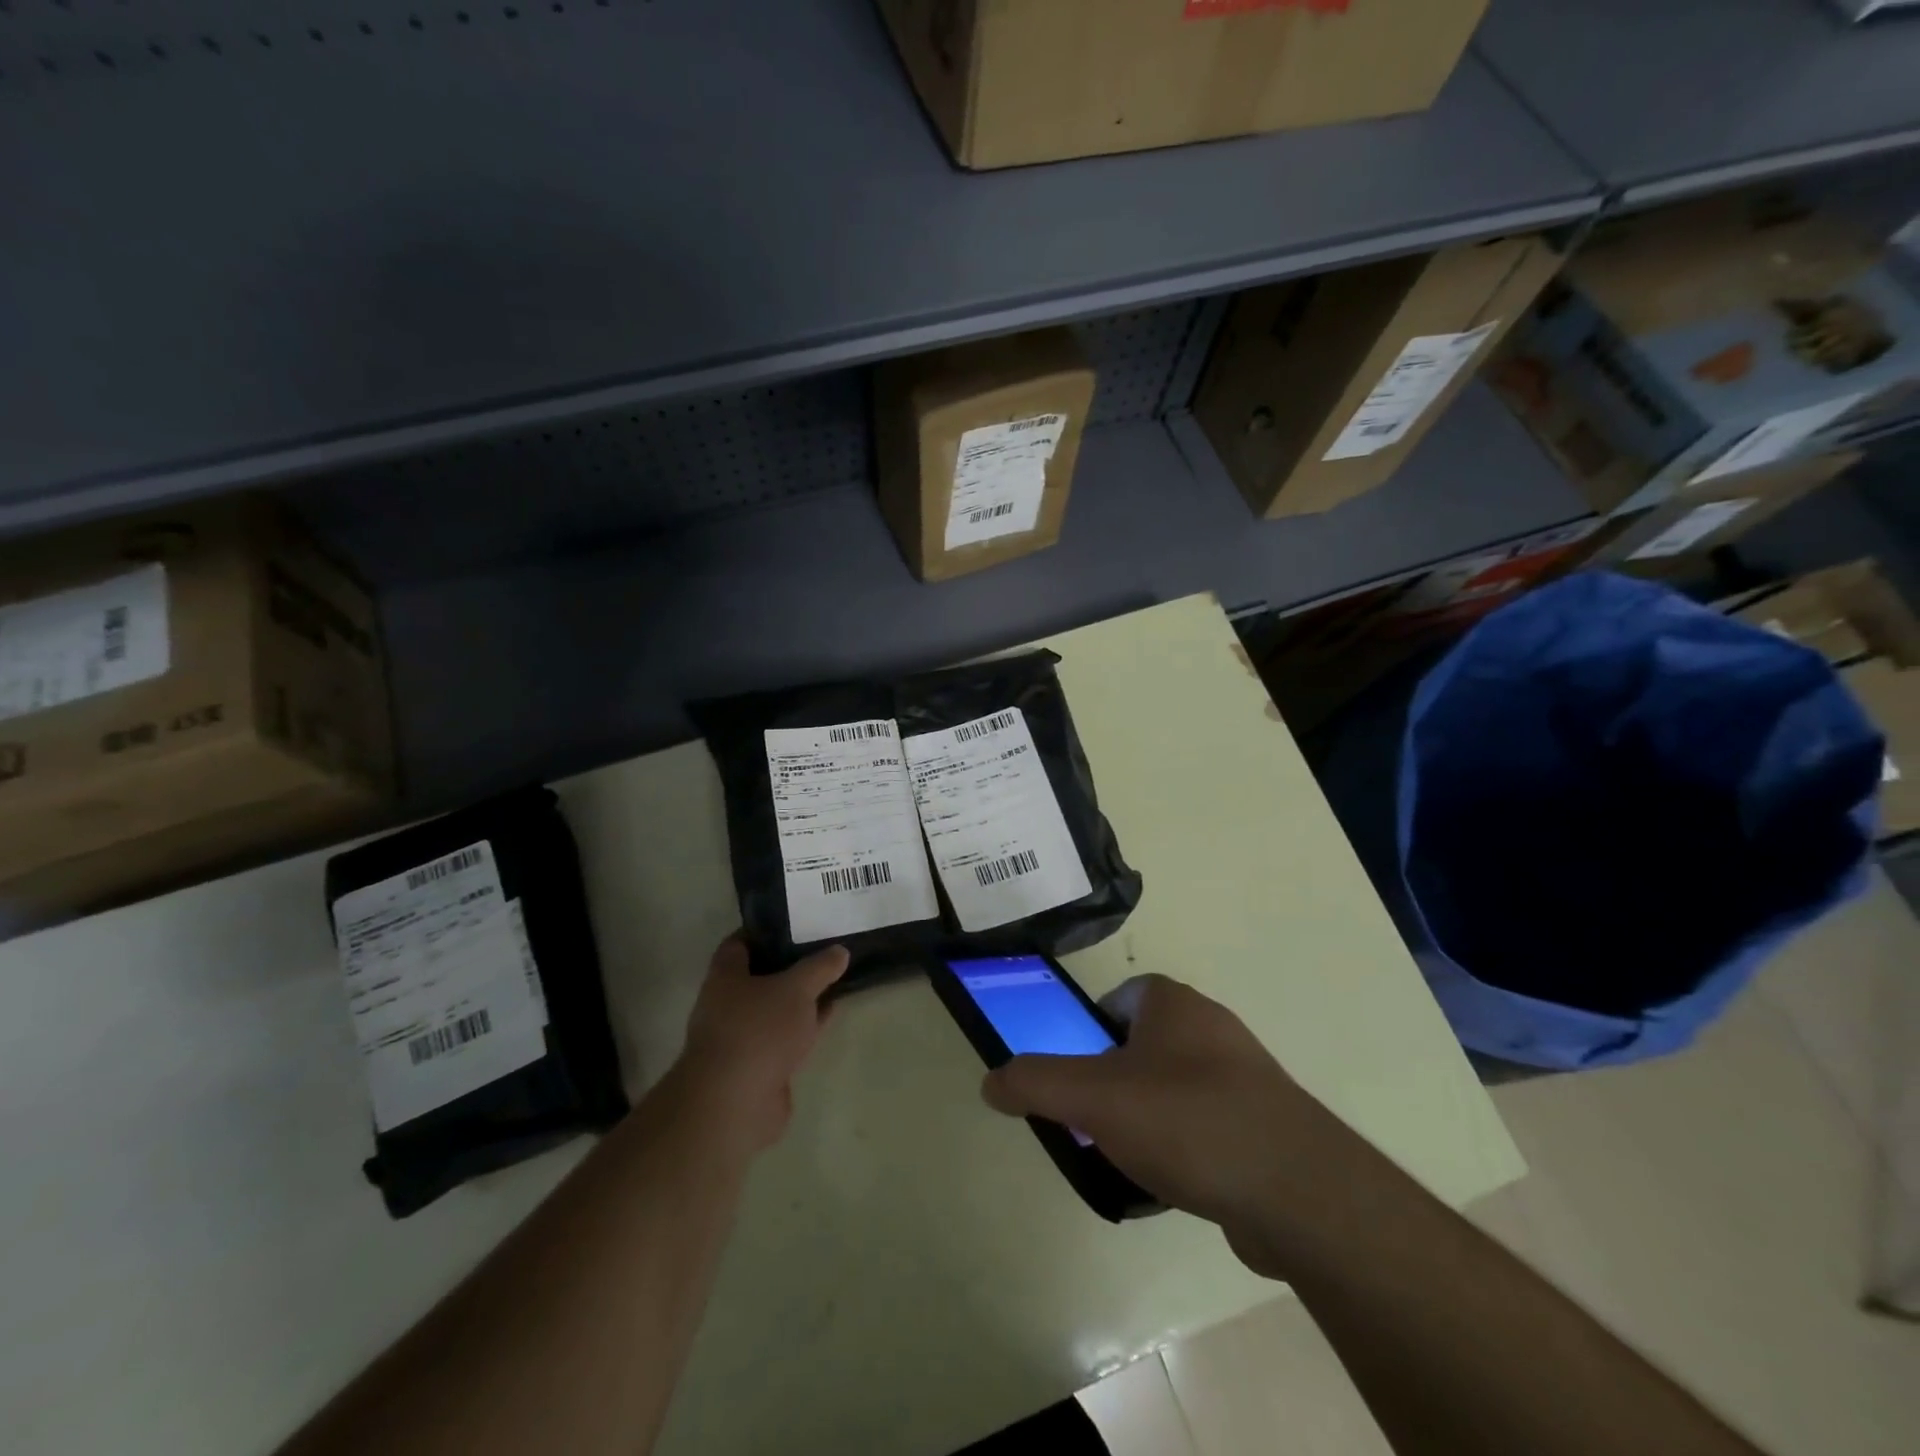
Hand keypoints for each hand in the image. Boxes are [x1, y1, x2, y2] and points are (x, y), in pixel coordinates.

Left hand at [672, 936, 847, 1152]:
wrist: (736, 1103)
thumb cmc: (758, 1030)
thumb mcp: (797, 988)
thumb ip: (820, 967)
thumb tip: (840, 951)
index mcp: (725, 977)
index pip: (739, 943)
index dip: (764, 931)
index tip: (794, 922)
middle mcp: (727, 1005)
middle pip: (760, 976)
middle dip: (789, 965)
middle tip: (822, 949)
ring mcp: (742, 1038)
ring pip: (776, 1008)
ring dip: (800, 998)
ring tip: (833, 978)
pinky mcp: (758, 1067)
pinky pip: (785, 1036)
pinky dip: (805, 1026)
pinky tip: (828, 1014)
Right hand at [981, 973, 1349, 1275]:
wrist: (1297, 1191)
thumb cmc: (1185, 1120)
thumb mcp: (1091, 1098)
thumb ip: (1034, 1083)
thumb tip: (990, 1081)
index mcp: (1173, 1004)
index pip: (1120, 998)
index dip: (1091, 1031)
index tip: (1079, 1075)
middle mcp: (1212, 1027)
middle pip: (1144, 1044)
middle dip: (1115, 1080)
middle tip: (1095, 1121)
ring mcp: (1246, 1076)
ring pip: (1176, 1087)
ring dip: (1149, 1116)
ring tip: (1130, 1159)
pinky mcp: (1267, 1124)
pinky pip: (1209, 1125)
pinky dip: (1186, 1147)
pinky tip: (1176, 1185)